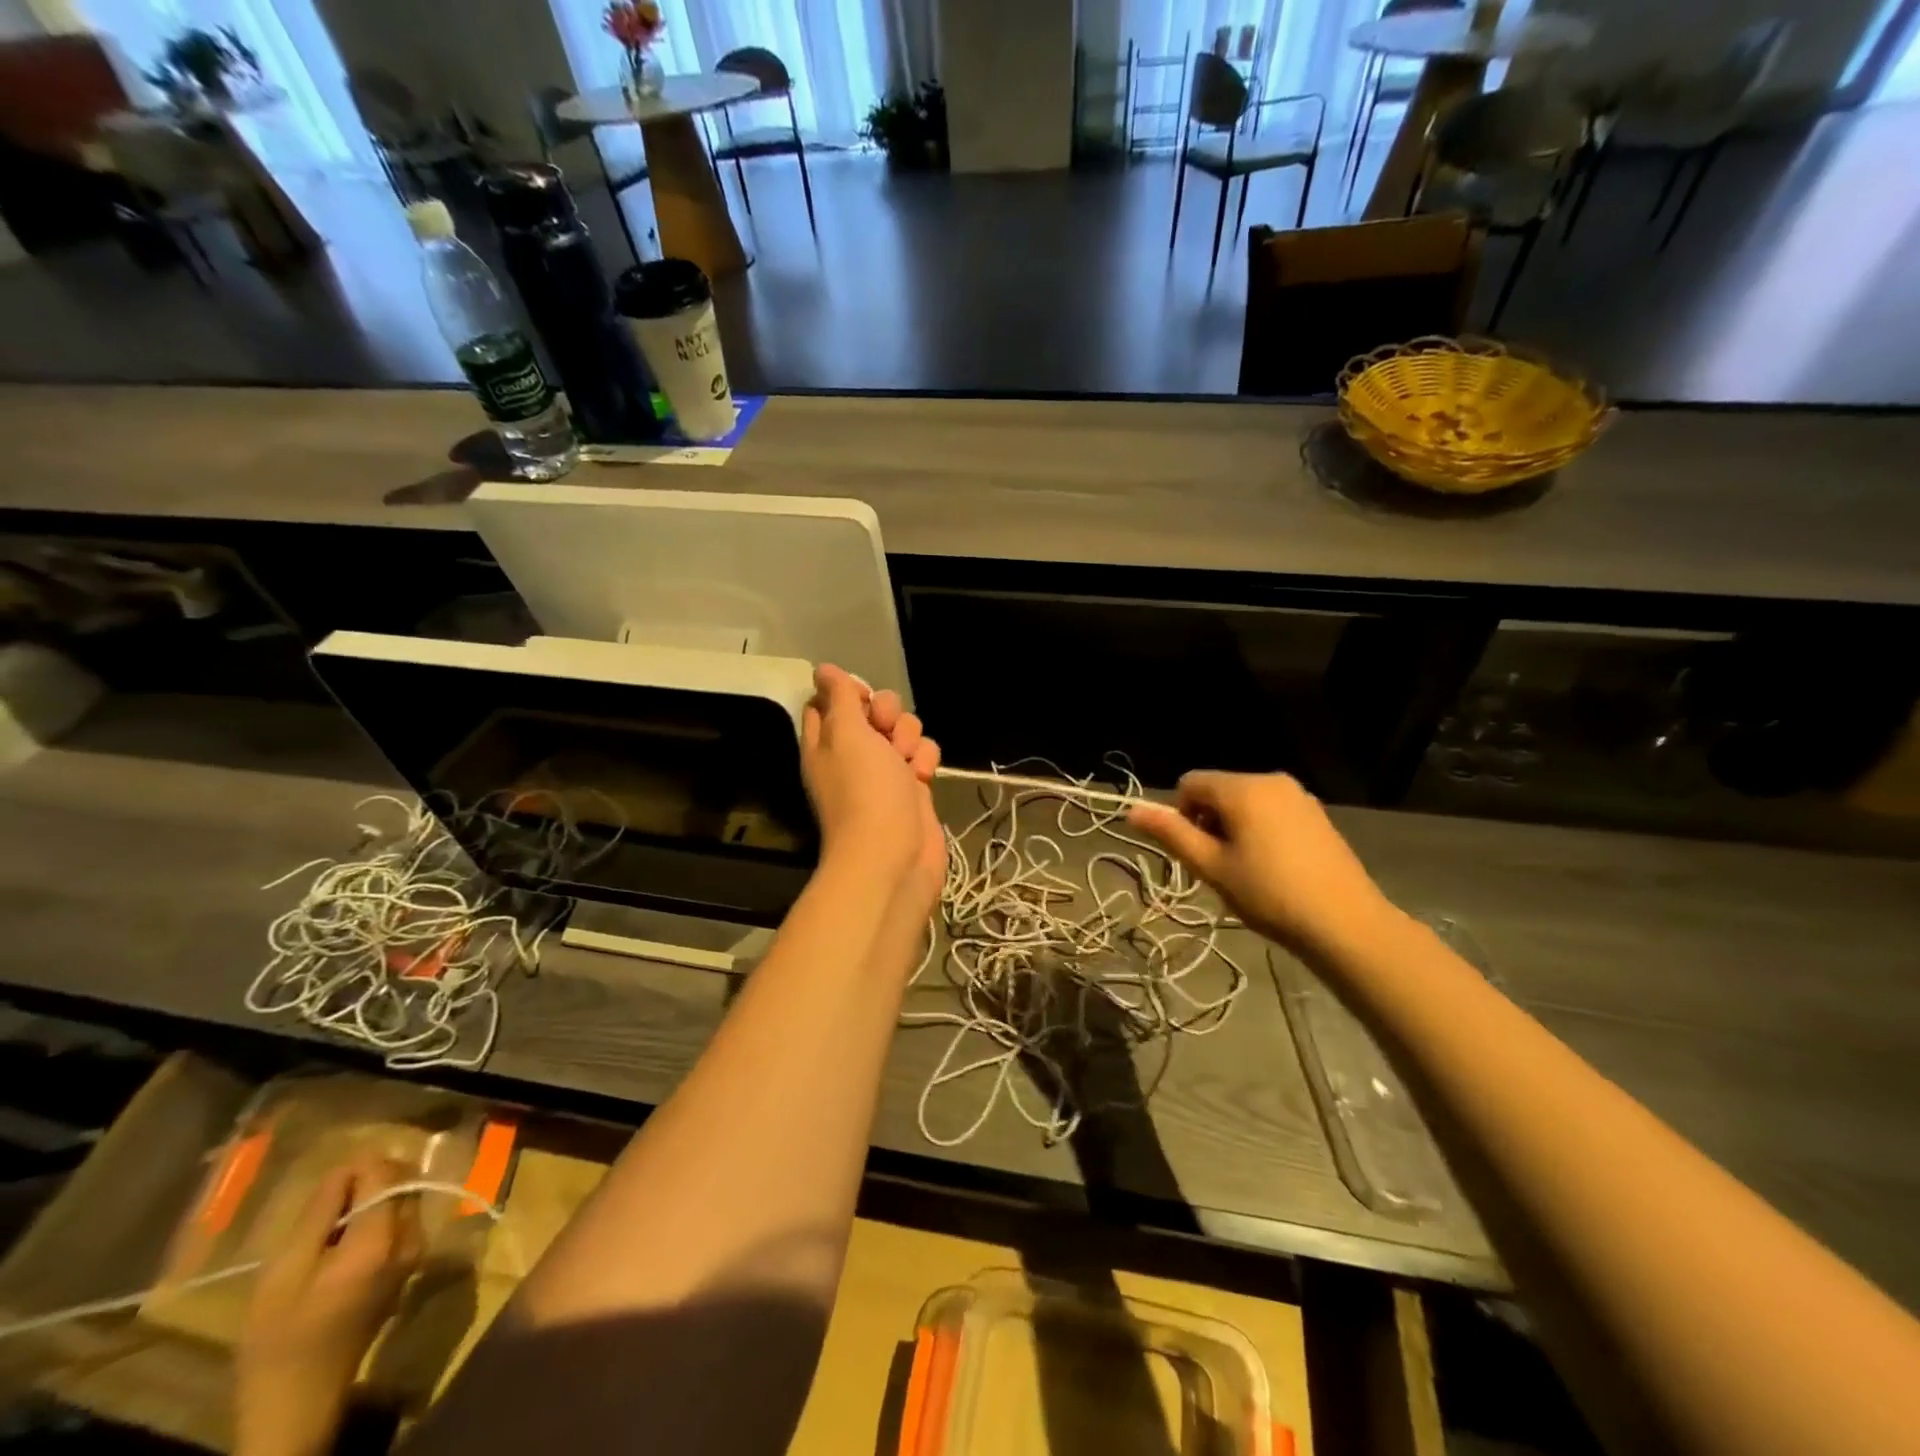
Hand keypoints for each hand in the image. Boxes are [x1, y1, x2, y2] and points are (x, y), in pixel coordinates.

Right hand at [236, 1154, 422, 1455]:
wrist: (300, 1398)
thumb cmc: (281, 1339)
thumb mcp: (284, 1272)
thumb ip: (320, 1213)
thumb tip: (346, 1167)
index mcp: (382, 1237)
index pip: (385, 1173)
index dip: (357, 1167)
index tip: (325, 1184)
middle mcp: (412, 1235)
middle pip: (402, 1180)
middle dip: (368, 1179)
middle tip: (324, 1204)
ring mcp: (417, 1249)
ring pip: (404, 1196)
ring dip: (374, 1196)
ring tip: (328, 1224)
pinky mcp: (411, 1261)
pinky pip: (402, 1218)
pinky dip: (379, 1215)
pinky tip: (342, 1240)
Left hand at [801, 664, 940, 893]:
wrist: (893, 857)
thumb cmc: (864, 791)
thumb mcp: (845, 734)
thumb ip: (839, 698)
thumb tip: (824, 670)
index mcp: (825, 741)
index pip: (829, 702)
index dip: (848, 692)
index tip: (862, 697)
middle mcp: (853, 754)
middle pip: (873, 711)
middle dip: (888, 713)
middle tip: (885, 732)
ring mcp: (884, 772)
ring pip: (903, 731)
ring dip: (909, 738)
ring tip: (906, 763)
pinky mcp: (912, 788)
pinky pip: (922, 755)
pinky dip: (925, 762)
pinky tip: (922, 778)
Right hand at [1129, 771, 1393, 957]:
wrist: (1345, 923)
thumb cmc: (1269, 894)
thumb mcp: (1211, 867)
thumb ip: (1171, 834)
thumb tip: (1132, 810)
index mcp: (1242, 788)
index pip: (1189, 783)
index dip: (1182, 816)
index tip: (1198, 853)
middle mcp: (1270, 780)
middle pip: (1218, 790)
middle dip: (1209, 822)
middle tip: (1222, 867)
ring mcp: (1299, 795)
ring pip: (1244, 802)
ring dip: (1234, 829)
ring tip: (1249, 871)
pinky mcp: (1316, 814)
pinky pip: (1271, 811)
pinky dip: (1261, 831)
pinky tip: (1275, 868)